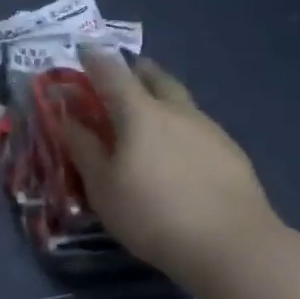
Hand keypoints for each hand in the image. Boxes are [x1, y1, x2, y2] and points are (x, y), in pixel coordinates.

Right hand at [61, 51, 282, 287]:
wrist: (232, 247)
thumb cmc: (152, 214)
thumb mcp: (102, 186)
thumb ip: (83, 148)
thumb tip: (67, 118)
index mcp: (140, 113)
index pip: (112, 72)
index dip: (94, 59)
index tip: (82, 52)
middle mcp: (176, 111)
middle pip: (154, 77)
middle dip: (135, 70)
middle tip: (121, 76)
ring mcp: (209, 129)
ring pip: (180, 100)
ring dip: (161, 97)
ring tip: (149, 115)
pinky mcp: (231, 153)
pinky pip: (197, 126)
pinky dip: (180, 125)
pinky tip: (178, 151)